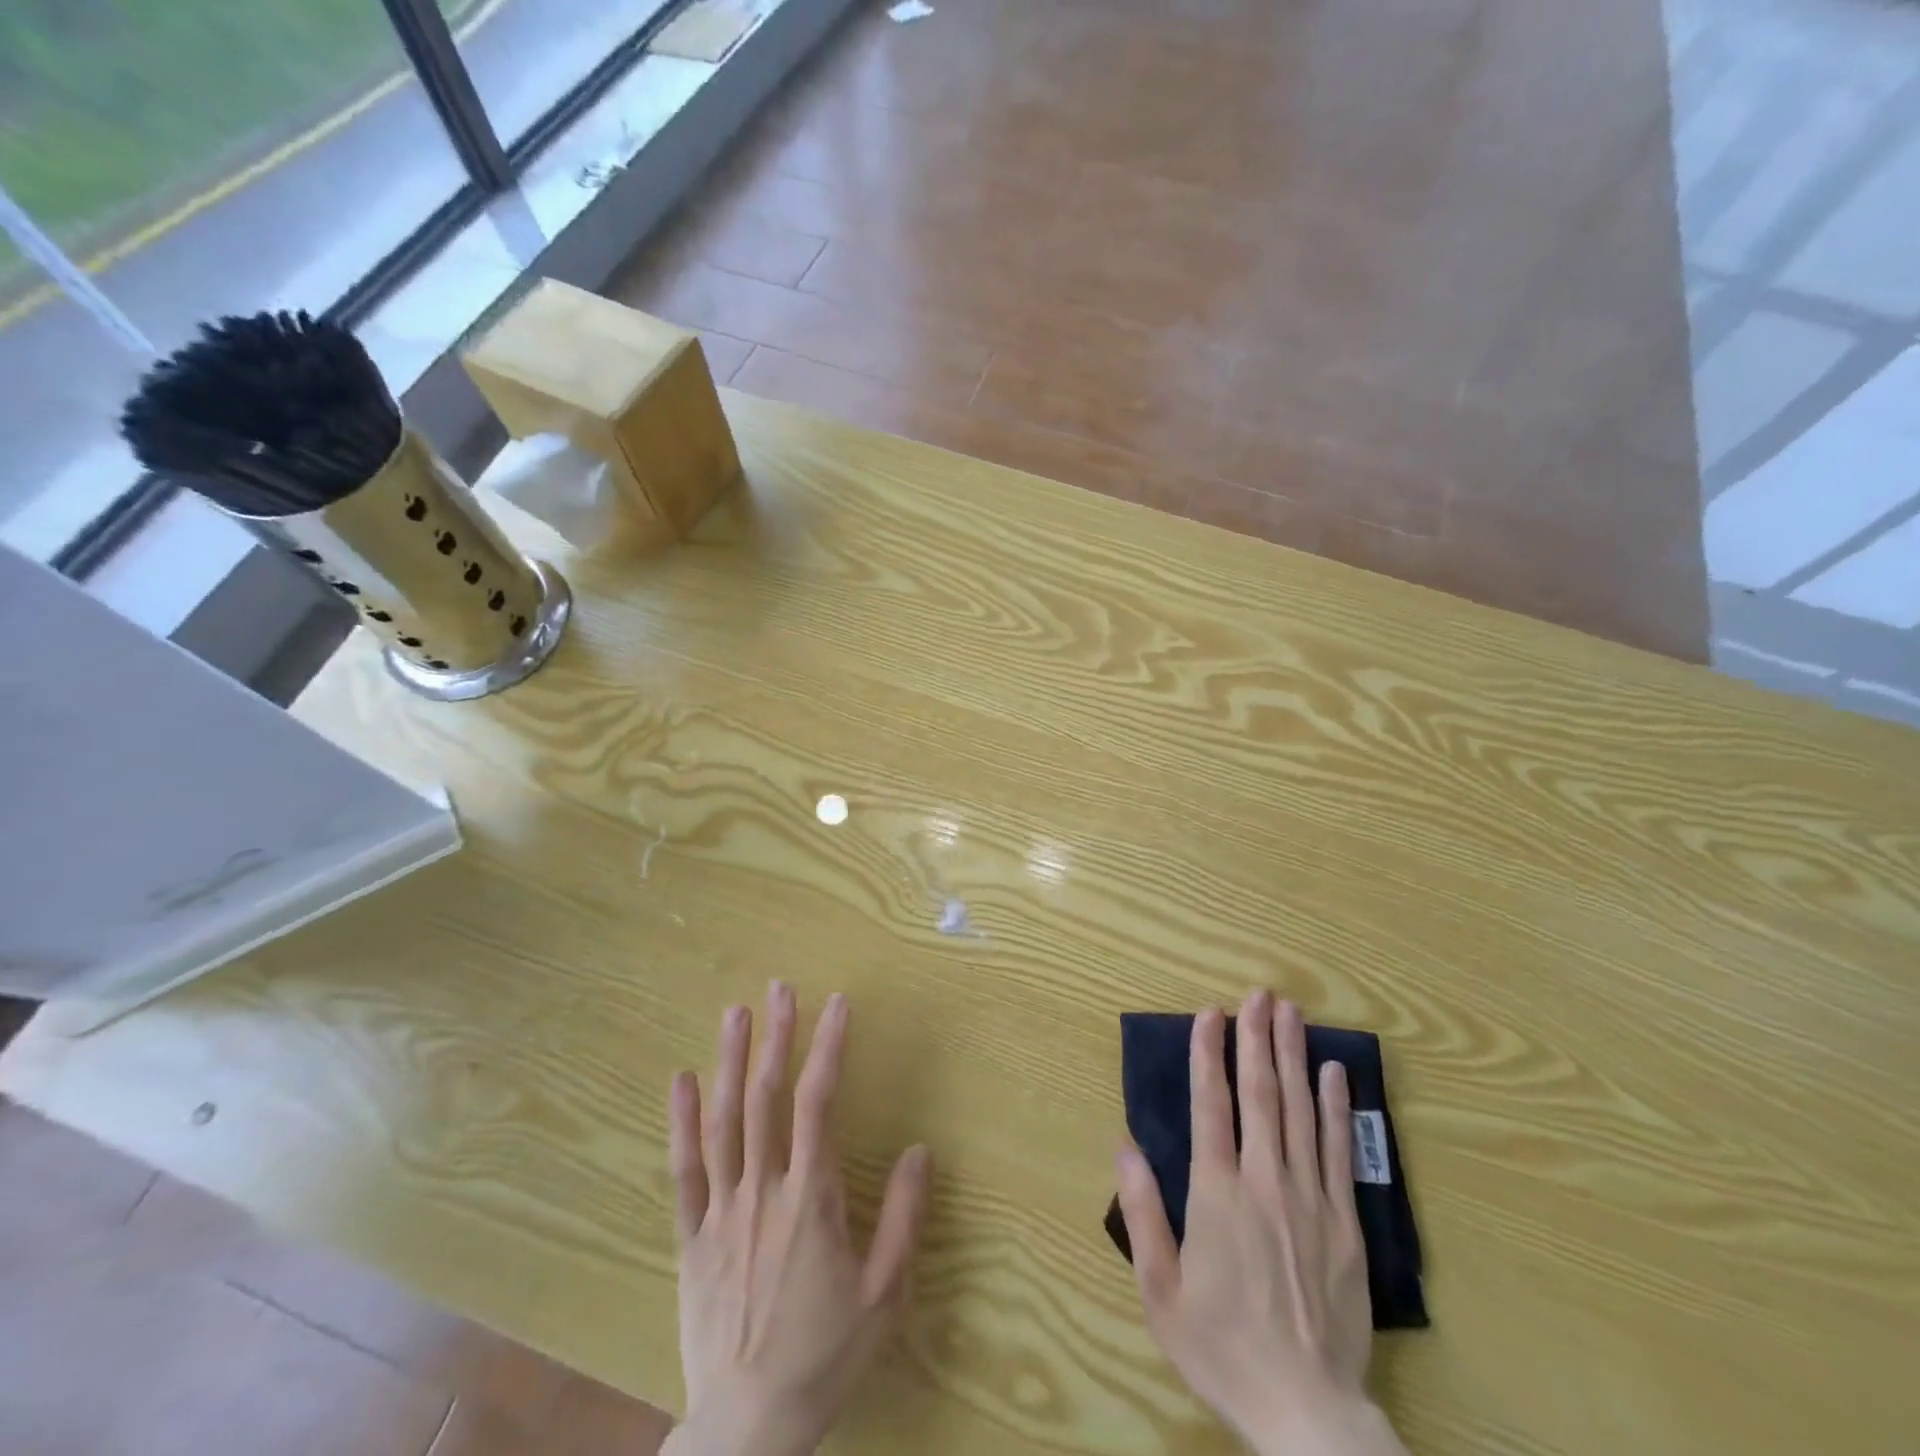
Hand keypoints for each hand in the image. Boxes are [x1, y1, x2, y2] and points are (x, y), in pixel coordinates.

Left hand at [663, 984, 931, 1455]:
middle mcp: (763, 1191)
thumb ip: (904, 1219)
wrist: (746, 1426)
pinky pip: (683, 1171)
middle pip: (767, 1099)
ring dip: (730, 1063)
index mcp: (811, 1199)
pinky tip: (681, 1080)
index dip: (828, 1047)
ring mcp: (721, 1211)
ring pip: (723, 1122)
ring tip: (736, 1014)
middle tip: (780, 989)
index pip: (820, 1104)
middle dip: (776, 1038)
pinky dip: (681, 1121)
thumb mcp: (884, 1295)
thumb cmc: (823, 1355)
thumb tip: (921, 1150)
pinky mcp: (690, 1237)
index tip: (837, 1003)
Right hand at [1115, 992, 1407, 1455]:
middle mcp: (1265, 1182)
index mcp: (1217, 1194)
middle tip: (1258, 994)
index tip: (1209, 1014)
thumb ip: (1142, 1213)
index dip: (1208, 1054)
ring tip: (1291, 1013)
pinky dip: (1337, 1107)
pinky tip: (1334, 1074)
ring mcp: (1311, 1198)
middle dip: (1257, 1038)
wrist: (1307, 1413)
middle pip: (1261, 1094)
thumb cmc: (1222, 1347)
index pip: (1211, 1105)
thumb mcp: (1161, 1291)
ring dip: (1294, 1057)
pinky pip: (1339, 1150)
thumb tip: (1124, 1146)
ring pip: (1301, 1111)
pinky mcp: (1347, 1222)